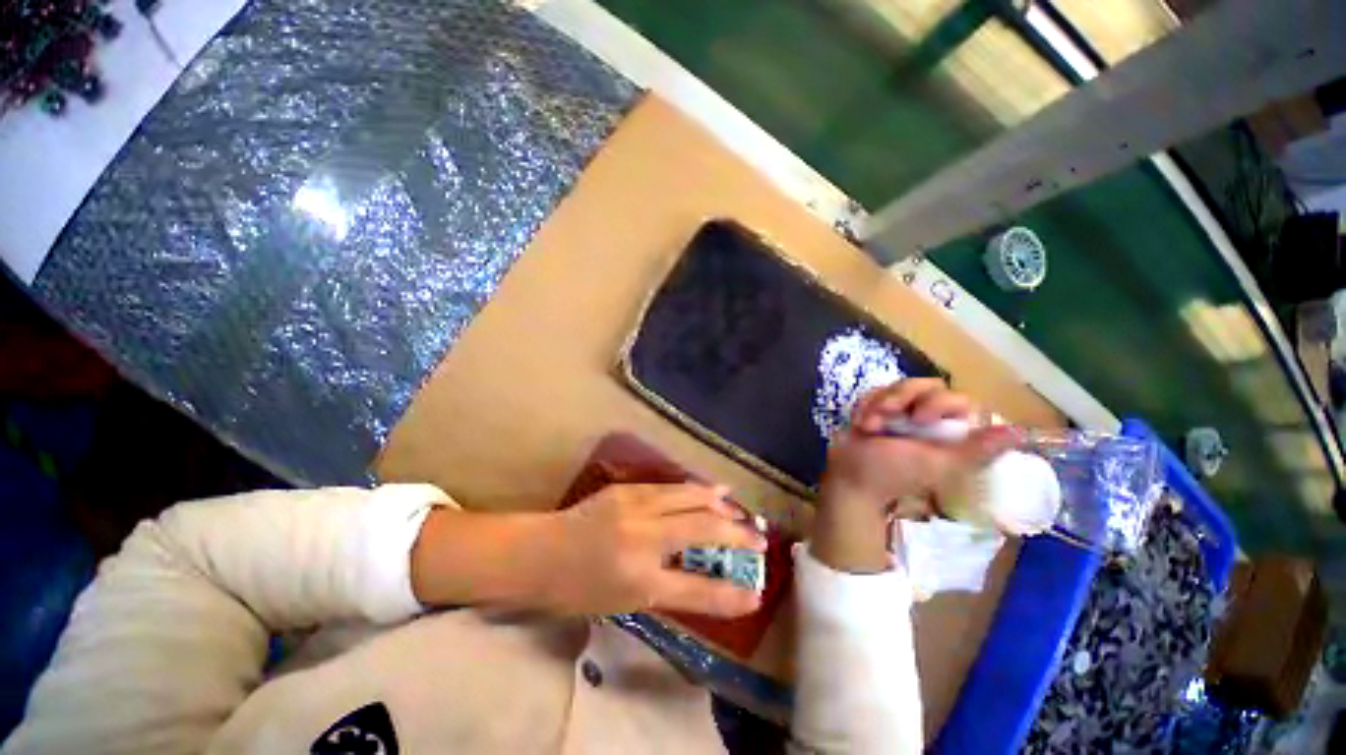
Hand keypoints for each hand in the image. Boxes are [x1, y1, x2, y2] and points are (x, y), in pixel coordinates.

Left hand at [535, 483, 766, 617]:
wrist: (539, 553)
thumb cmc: (578, 589)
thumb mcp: (624, 602)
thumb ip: (668, 592)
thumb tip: (707, 586)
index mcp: (637, 578)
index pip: (696, 588)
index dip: (729, 593)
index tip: (757, 593)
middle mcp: (642, 538)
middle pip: (701, 529)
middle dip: (736, 534)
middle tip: (758, 537)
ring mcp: (634, 507)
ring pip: (689, 498)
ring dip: (718, 503)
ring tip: (738, 506)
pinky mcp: (628, 489)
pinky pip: (670, 487)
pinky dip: (695, 489)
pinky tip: (707, 489)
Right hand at [813, 379, 1017, 572]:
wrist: (847, 476)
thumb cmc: (892, 473)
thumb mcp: (936, 463)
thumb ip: (974, 449)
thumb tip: (1019, 433)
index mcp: (950, 432)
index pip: (956, 397)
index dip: (936, 402)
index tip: (918, 420)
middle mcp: (929, 418)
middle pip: (925, 385)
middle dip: (899, 399)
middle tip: (886, 419)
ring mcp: (902, 413)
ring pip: (898, 385)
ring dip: (879, 403)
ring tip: (868, 426)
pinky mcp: (877, 409)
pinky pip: (875, 392)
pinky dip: (866, 406)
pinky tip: (861, 424)